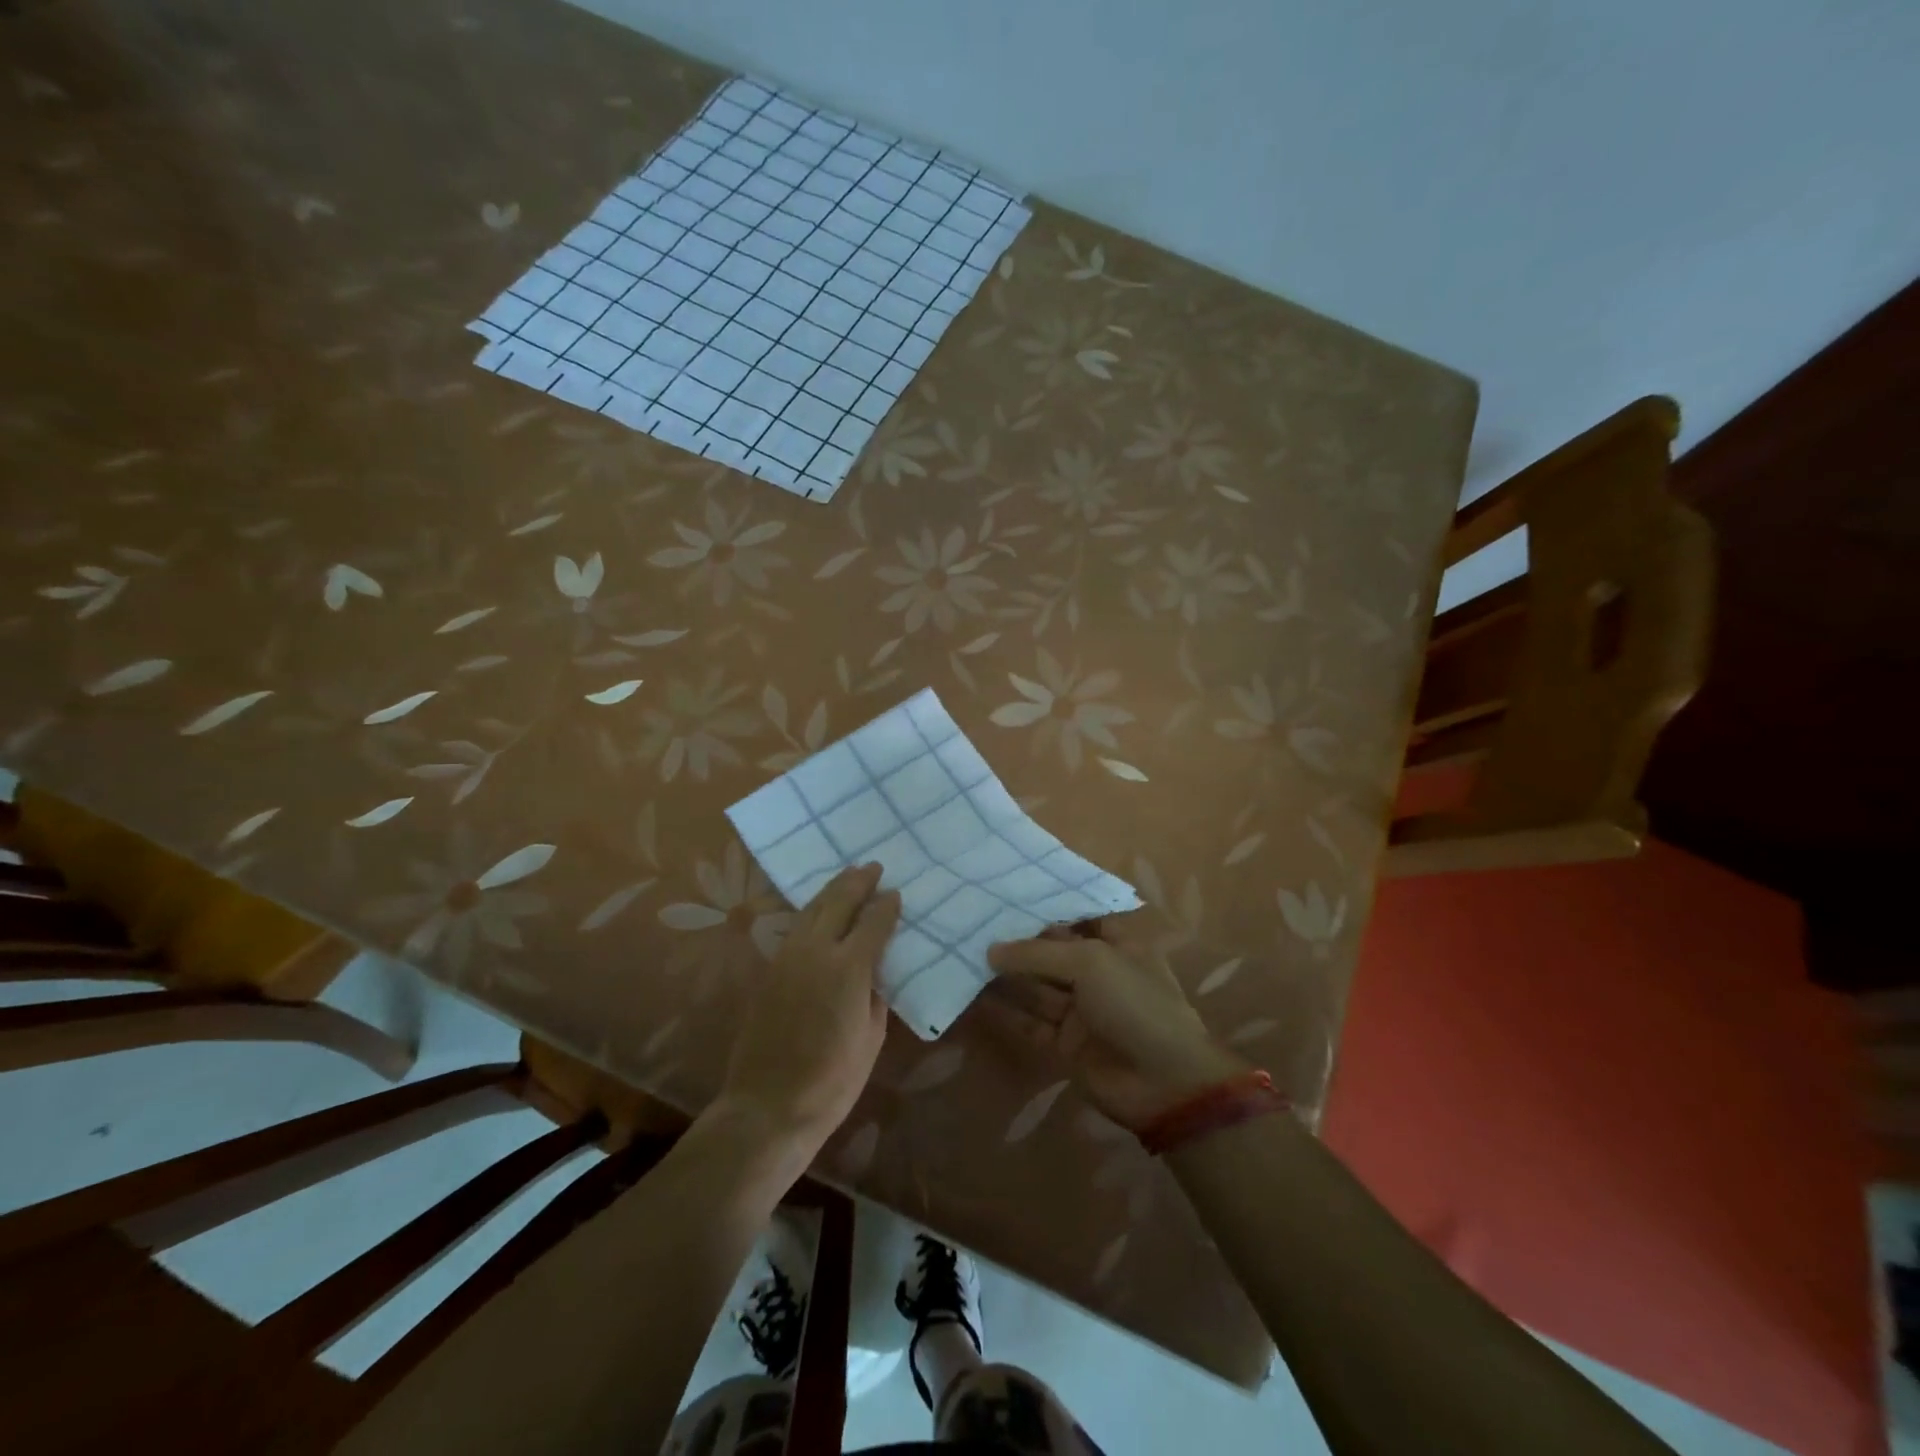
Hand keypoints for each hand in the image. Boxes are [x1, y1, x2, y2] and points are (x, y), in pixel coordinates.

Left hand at [718, 863, 900, 1156]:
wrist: (769, 1105)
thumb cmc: (832, 1080)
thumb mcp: (871, 1038)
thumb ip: (876, 996)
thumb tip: (874, 973)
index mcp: (849, 968)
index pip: (873, 922)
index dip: (887, 905)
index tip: (896, 892)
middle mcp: (817, 951)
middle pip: (838, 902)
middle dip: (858, 882)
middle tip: (873, 867)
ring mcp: (788, 958)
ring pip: (812, 909)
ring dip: (832, 890)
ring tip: (848, 877)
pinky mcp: (771, 970)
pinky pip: (796, 928)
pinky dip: (813, 912)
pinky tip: (820, 911)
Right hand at [986, 920, 1244, 1129]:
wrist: (1164, 1083)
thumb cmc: (1135, 1004)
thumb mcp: (1090, 963)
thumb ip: (1038, 953)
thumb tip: (991, 950)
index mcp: (1116, 944)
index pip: (1077, 916)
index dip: (1045, 906)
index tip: (1005, 892)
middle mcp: (1097, 972)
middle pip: (1050, 951)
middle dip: (1016, 940)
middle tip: (971, 923)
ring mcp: (1080, 1010)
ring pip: (1035, 986)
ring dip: (1004, 975)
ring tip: (962, 955)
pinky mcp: (1064, 1044)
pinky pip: (1029, 1022)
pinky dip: (1004, 1011)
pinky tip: (972, 997)